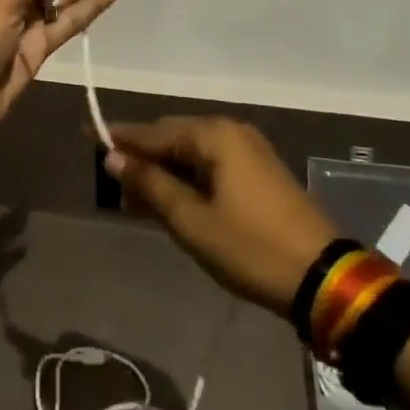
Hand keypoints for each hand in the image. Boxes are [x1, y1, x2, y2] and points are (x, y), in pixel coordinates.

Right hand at [105, 118, 338, 316]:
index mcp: (214, 135)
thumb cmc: (250, 247)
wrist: (323, 277)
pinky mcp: (259, 172)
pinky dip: (188, 180)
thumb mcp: (191, 220)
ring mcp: (249, 151)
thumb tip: (113, 158)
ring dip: (164, 174)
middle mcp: (231, 132)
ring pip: (191, 154)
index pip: (153, 132)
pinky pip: (211, 166)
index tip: (86, 136)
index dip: (118, 138)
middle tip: (112, 185)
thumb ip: (150, 184)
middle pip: (172, 138)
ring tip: (135, 201)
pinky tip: (170, 202)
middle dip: (142, 160)